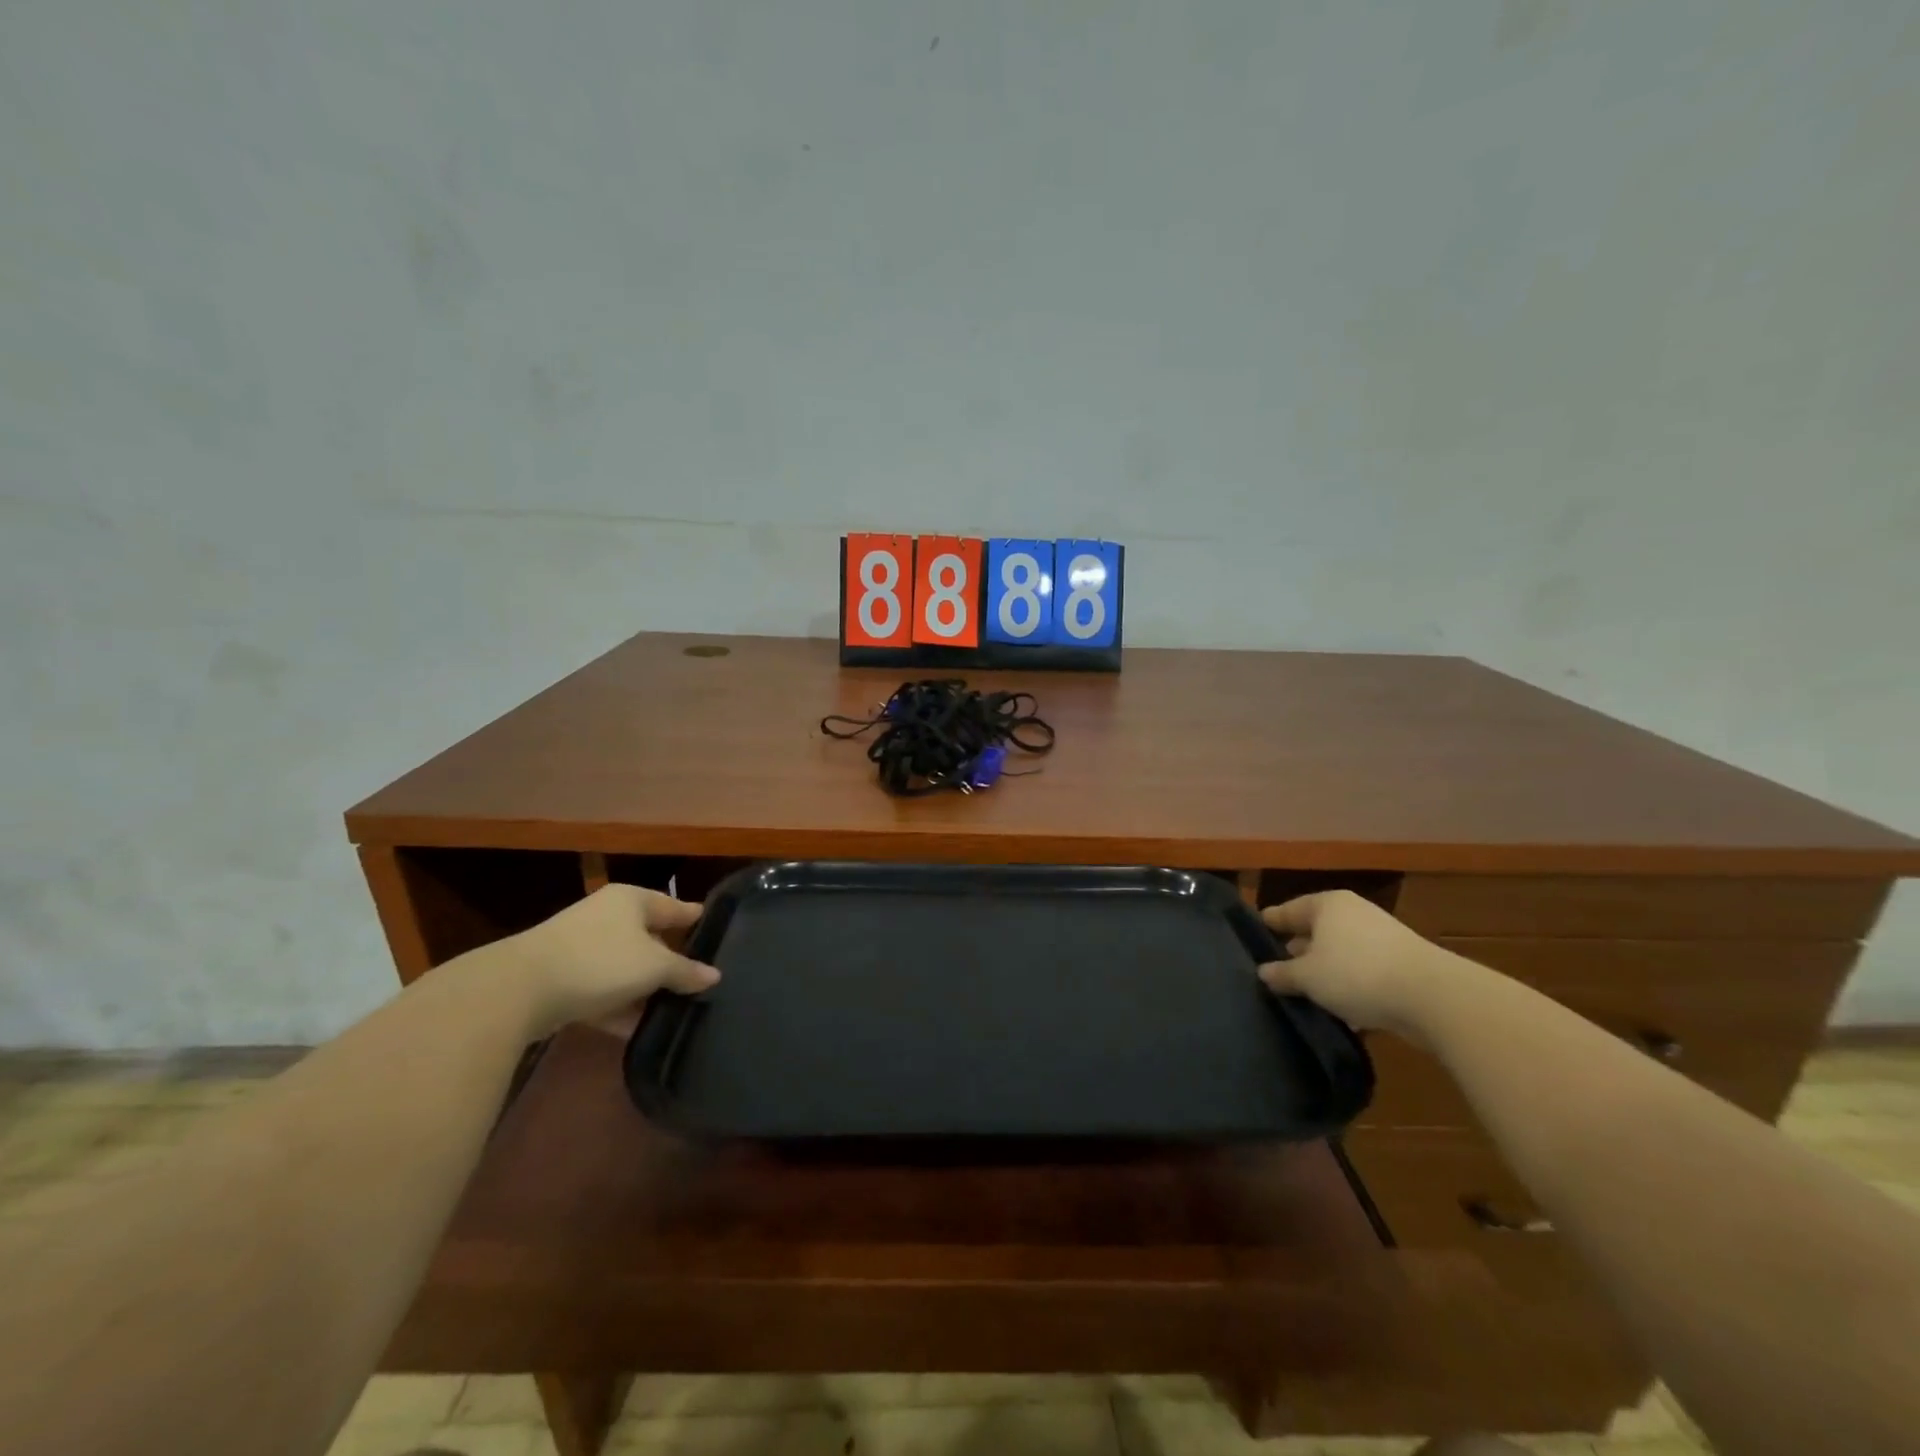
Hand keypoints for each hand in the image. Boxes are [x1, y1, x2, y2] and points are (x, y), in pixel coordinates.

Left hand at [505, 885, 718, 1038]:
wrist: (518, 990)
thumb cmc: (600, 961)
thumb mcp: (654, 967)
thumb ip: (686, 972)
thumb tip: (714, 975)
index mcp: (632, 900)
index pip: (676, 906)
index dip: (697, 921)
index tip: (721, 934)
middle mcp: (608, 915)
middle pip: (651, 937)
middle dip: (672, 961)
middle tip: (700, 980)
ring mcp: (582, 946)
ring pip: (626, 966)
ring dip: (646, 988)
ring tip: (675, 1010)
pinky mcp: (562, 978)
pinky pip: (603, 990)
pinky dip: (620, 1006)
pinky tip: (639, 1030)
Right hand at [1258, 890, 1455, 1039]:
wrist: (1432, 996)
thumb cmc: (1356, 973)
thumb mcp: (1307, 977)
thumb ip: (1282, 974)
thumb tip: (1264, 972)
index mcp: (1327, 905)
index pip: (1288, 910)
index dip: (1271, 922)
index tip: (1256, 931)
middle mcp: (1353, 914)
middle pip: (1316, 930)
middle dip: (1297, 949)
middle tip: (1276, 968)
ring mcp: (1381, 938)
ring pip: (1340, 953)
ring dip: (1325, 972)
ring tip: (1305, 994)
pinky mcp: (1402, 965)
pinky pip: (1363, 972)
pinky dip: (1350, 986)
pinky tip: (1341, 1009)